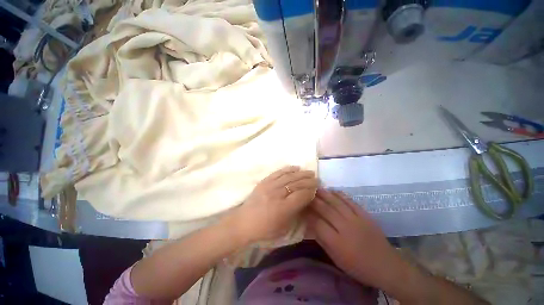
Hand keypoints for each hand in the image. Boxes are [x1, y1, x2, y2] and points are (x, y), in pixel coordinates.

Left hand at [231, 166, 317, 243]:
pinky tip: (295, 167)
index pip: (301, 195)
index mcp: (283, 208)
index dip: (311, 191)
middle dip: (309, 181)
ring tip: (309, 172)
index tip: (316, 189)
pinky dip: (287, 169)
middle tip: (317, 179)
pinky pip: (278, 173)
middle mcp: (277, 194)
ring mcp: (269, 186)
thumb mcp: (283, 228)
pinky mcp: (264, 181)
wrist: (243, 223)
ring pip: (289, 176)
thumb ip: (296, 213)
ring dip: (301, 173)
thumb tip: (305, 200)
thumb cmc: (264, 230)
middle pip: (296, 184)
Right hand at [305, 189, 402, 288]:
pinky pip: (350, 201)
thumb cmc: (358, 266)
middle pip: (326, 210)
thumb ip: (322, 241)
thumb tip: (310, 225)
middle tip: (306, 194)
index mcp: (338, 242)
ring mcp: (357, 219)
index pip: (318, 223)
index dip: (308, 215)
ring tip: (316, 188)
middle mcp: (346, 228)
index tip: (302, 208)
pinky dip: (341, 195)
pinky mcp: (365, 215)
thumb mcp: (336, 259)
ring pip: (337, 203)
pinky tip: (333, 190)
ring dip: (325, 194)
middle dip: (314, 201)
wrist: (386, 266)